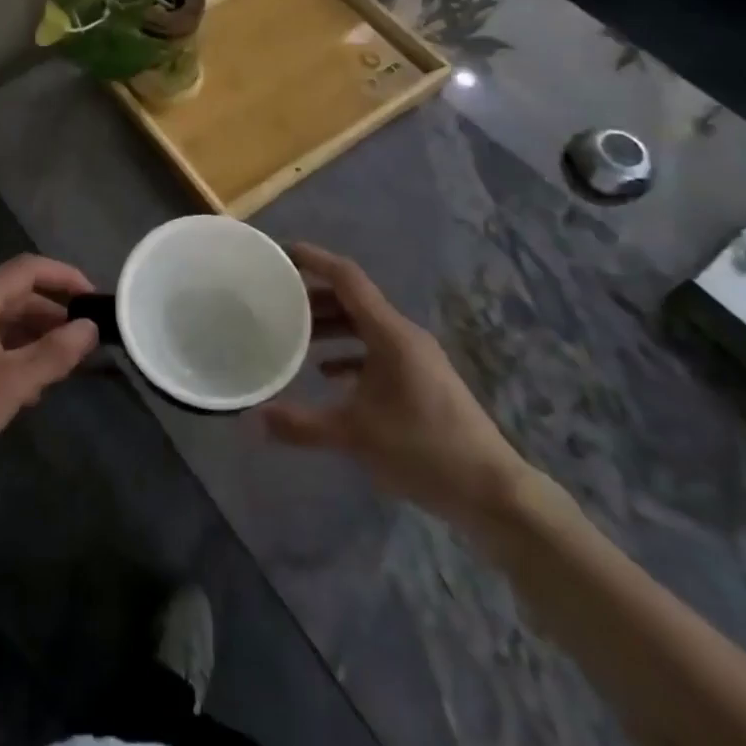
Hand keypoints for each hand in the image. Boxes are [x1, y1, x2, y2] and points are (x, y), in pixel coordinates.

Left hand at [0, 255, 99, 488]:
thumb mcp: (12, 385)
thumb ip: (55, 353)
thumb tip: (90, 328)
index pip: (27, 269)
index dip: (64, 277)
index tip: (93, 297)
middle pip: (13, 294)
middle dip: (50, 313)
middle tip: (82, 337)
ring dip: (31, 334)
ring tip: (60, 362)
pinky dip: (9, 348)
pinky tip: (25, 381)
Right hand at [260, 243, 532, 531]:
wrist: (494, 493)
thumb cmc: (424, 450)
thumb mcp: (355, 437)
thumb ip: (301, 425)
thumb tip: (252, 419)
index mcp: (389, 333)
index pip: (346, 277)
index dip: (314, 259)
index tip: (281, 252)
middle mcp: (403, 335)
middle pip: (353, 299)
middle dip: (315, 295)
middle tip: (278, 299)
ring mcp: (416, 357)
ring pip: (364, 325)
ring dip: (331, 325)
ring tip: (296, 335)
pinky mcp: (422, 380)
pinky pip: (377, 349)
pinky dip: (350, 352)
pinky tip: (329, 374)